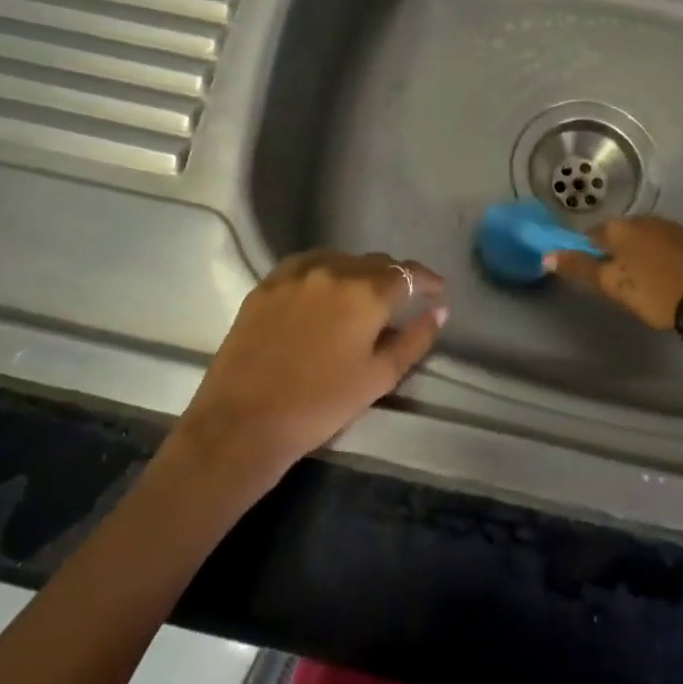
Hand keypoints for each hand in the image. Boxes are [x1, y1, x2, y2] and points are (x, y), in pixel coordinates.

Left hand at [173, 251, 446, 486]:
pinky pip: (306, 265)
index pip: (407, 273)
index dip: (426, 280)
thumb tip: (439, 311)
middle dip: (393, 278)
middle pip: (374, 263)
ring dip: (357, 273)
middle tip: (401, 300)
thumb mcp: (378, 378)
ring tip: (360, 297)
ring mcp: (295, 274)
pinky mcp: (266, 284)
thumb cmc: (320, 405)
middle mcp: (333, 270)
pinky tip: (323, 293)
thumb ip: (415, 340)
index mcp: (365, 293)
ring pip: (340, 260)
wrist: (243, 422)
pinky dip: (324, 273)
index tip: (438, 290)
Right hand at [547, 216, 682, 330]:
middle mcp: (645, 220)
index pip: (592, 235)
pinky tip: (671, 278)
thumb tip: (547, 255)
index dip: (588, 254)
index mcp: (621, 228)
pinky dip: (664, 258)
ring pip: (646, 239)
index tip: (594, 275)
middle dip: (616, 254)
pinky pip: (669, 246)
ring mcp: (674, 227)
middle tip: (621, 284)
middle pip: (620, 235)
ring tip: (647, 284)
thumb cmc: (659, 292)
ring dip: (641, 256)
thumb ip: (581, 269)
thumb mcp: (615, 285)